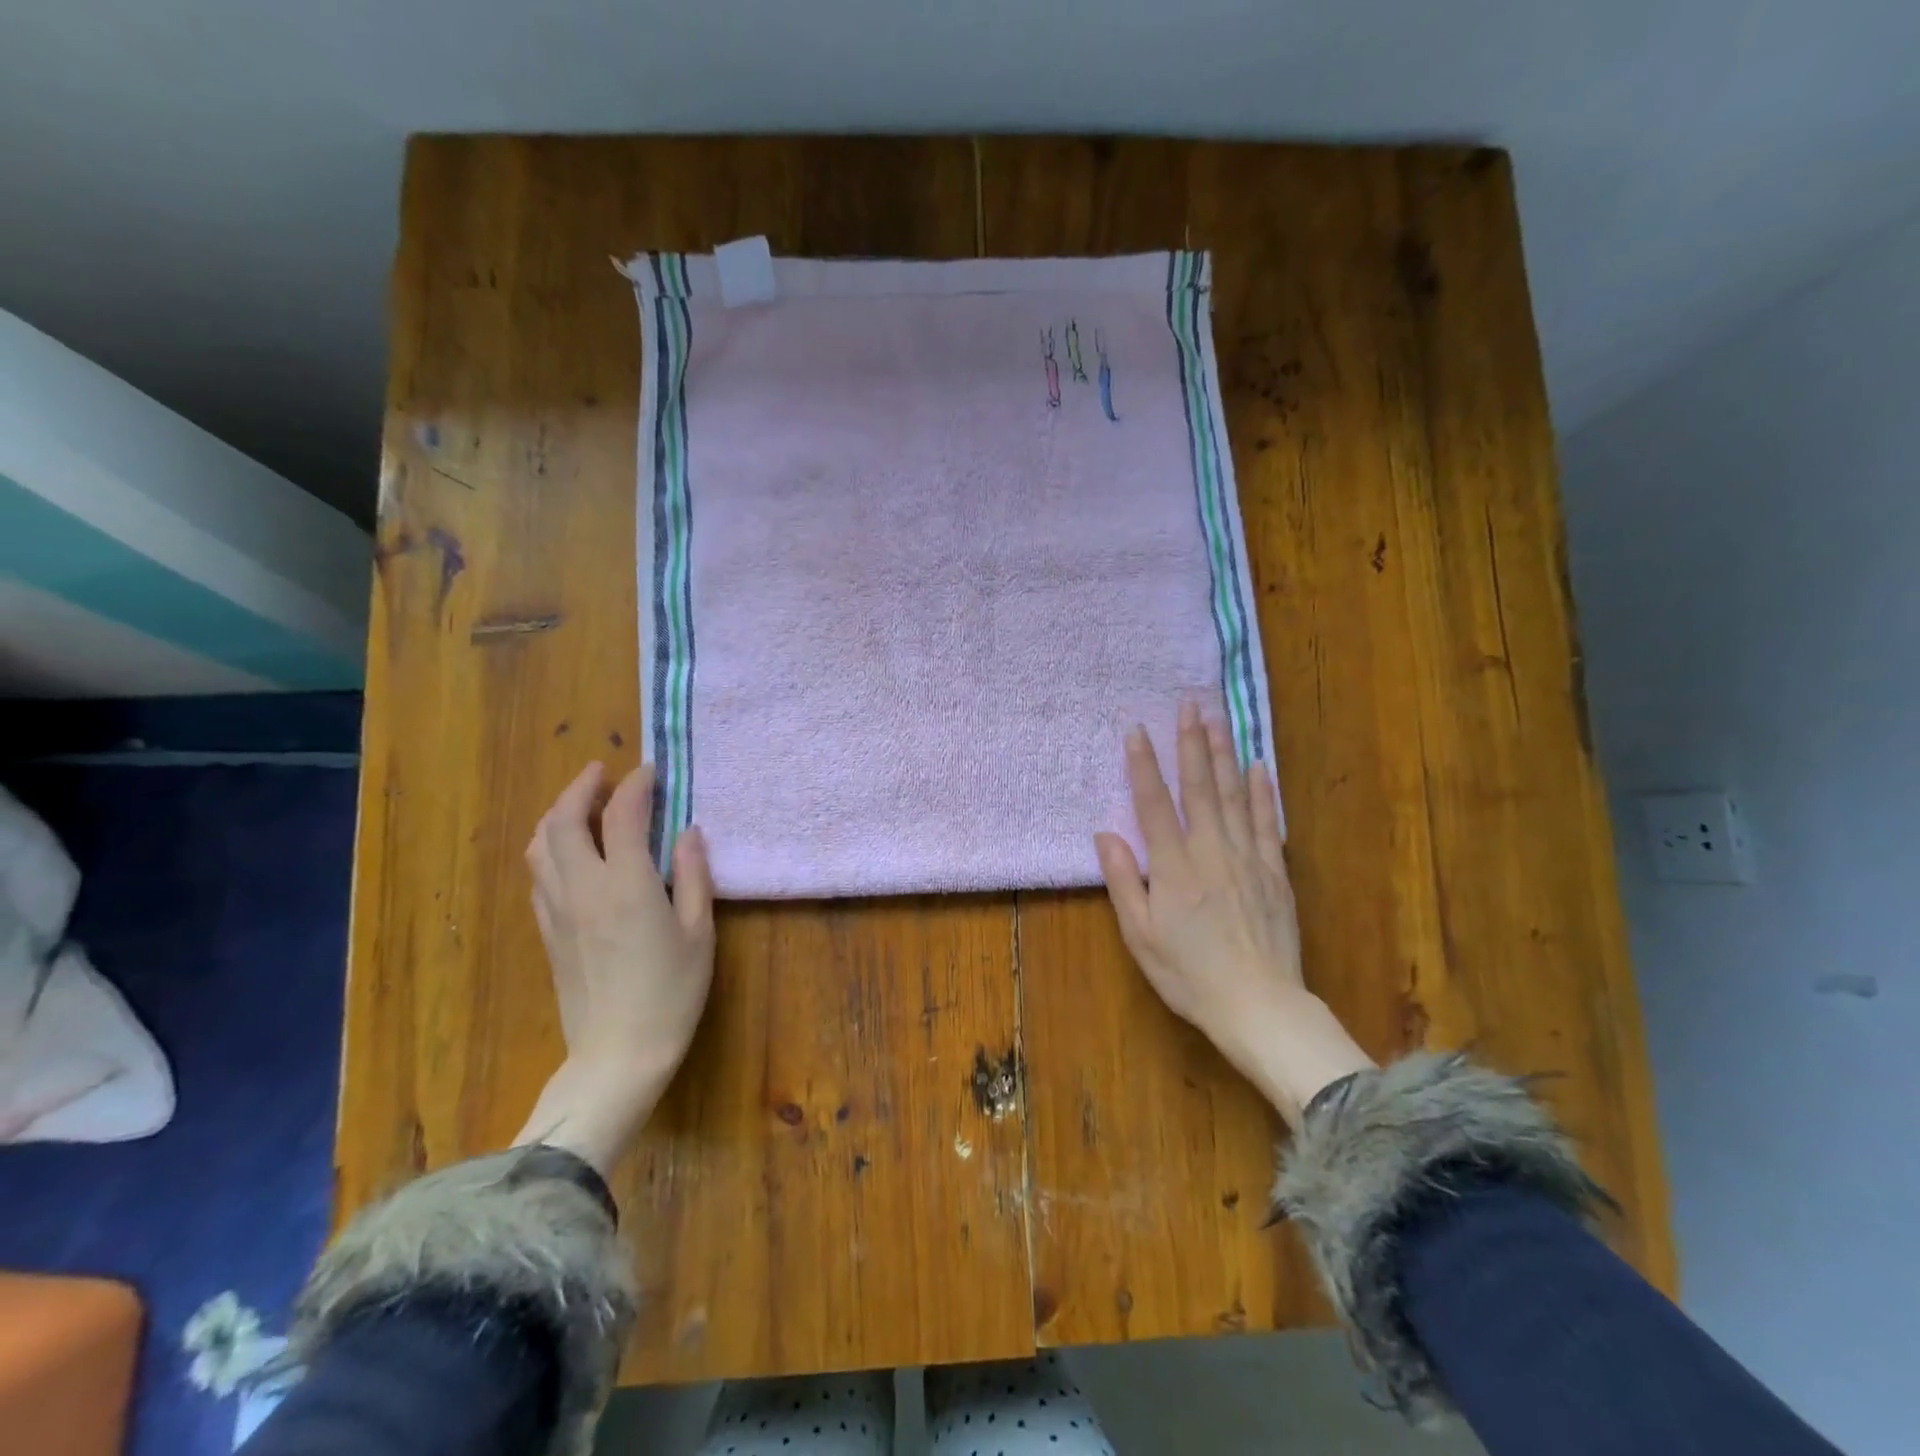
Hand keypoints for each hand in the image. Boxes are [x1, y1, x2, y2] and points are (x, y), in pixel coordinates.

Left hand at [513, 761, 715, 1176]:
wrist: (618, 1053)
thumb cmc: (671, 992)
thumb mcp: (699, 932)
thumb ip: (694, 875)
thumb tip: (688, 832)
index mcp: (627, 884)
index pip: (622, 815)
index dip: (635, 785)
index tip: (650, 771)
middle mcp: (583, 887)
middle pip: (564, 820)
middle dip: (581, 787)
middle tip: (602, 772)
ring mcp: (557, 909)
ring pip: (540, 845)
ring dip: (558, 814)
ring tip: (580, 804)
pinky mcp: (547, 931)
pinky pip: (538, 874)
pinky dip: (550, 847)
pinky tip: (569, 852)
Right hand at [1095, 703, 1372, 1127]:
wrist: (1258, 1005)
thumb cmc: (1188, 974)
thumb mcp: (1140, 935)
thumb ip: (1122, 881)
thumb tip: (1105, 833)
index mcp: (1174, 867)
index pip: (1155, 804)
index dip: (1144, 765)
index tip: (1137, 730)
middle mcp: (1211, 851)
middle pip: (1199, 787)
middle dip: (1191, 743)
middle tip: (1189, 704)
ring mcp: (1248, 858)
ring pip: (1234, 795)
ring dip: (1224, 754)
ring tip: (1218, 718)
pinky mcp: (1275, 871)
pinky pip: (1268, 822)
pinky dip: (1263, 792)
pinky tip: (1258, 766)